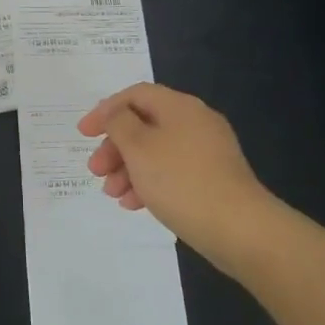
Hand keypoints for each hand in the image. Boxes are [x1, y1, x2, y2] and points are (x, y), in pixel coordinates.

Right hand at [78, 83, 278, 276]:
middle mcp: (195, 122)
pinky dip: (149, 183)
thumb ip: (119, 123)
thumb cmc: (181, 181)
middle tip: (95, 170)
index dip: (105, 110)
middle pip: (144, 124)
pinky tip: (134, 205)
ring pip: (156, 151)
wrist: (240, 229)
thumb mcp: (139, 147)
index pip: (135, 95)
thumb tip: (116, 113)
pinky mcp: (212, 180)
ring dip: (128, 168)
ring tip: (112, 194)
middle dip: (115, 146)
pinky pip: (172, 172)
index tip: (84, 134)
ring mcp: (207, 152)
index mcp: (180, 106)